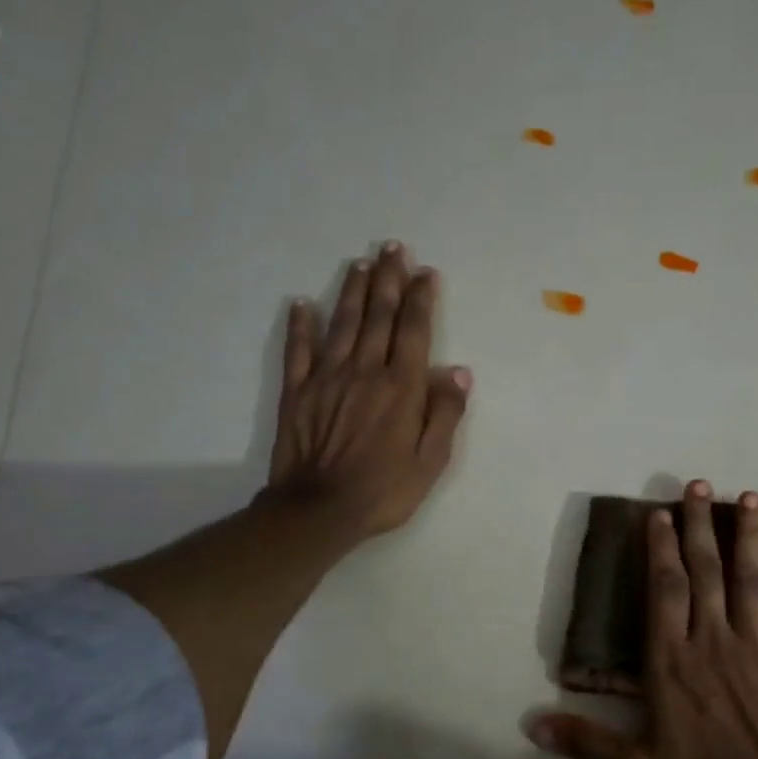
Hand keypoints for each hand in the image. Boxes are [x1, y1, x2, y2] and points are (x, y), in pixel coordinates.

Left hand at [269, 241, 470, 540]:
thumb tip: (459, 371)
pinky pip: (298, 350)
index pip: (414, 330)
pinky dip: (299, 325)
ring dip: (352, 291)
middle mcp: (365, 370)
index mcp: (402, 387)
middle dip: (388, 279)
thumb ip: (445, 413)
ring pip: (342, 323)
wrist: (319, 510)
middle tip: (392, 248)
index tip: (425, 272)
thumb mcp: (431, 461)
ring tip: (360, 263)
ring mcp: (327, 377)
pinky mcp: (297, 391)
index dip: (421, 298)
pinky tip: (300, 304)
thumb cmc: (384, 490)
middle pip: (378, 315)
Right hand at [532, 480, 757, 758]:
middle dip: (700, 525)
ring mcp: (756, 649)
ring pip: (751, 581)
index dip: (660, 548)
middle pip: (706, 571)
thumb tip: (532, 725)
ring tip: (752, 498)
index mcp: (673, 661)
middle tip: (700, 484)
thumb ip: (586, 743)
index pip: (664, 590)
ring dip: (750, 538)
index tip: (659, 513)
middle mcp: (713, 641)